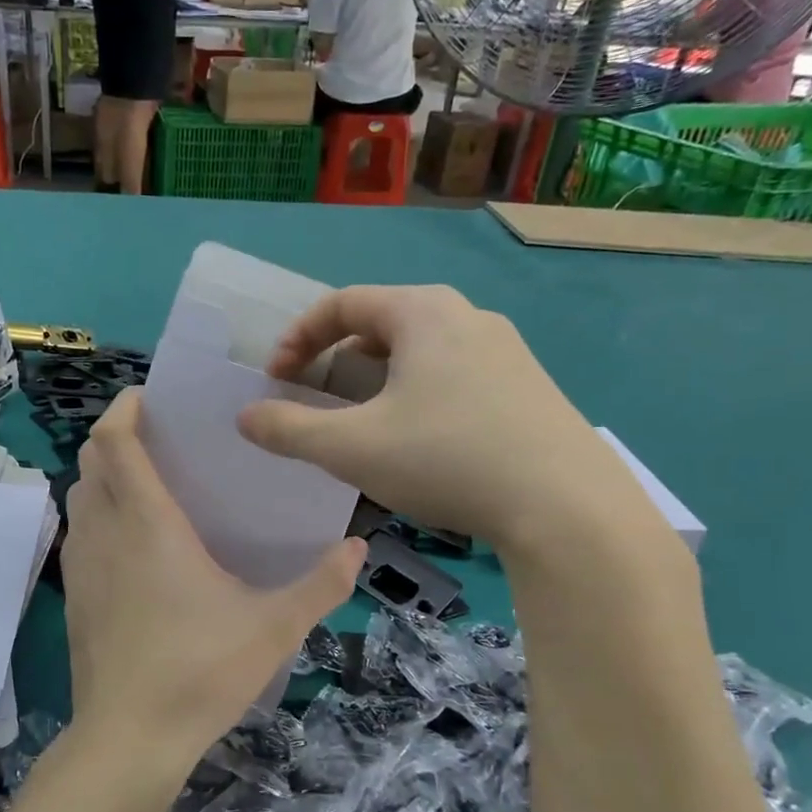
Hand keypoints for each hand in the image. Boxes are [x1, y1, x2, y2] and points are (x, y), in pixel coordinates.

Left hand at [61, 390, 364, 767]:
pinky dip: (97, 514)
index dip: (123, 409)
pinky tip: (132, 541)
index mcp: (149, 524)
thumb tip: (358, 548)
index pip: (115, 442)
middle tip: (159, 438)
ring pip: (80, 496)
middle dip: (116, 436)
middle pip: (90, 460)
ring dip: (103, 475)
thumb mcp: (274, 627)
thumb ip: (321, 585)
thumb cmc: (200, 671)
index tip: (148, 397)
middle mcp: (106, 532)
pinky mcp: (74, 595)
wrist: (129, 739)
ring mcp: (82, 565)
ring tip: (147, 482)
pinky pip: (79, 532)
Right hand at [238, 286, 670, 561]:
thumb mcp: (351, 447)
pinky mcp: (528, 386)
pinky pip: (454, 373)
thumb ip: (288, 429)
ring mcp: (506, 350)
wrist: (567, 508)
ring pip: (420, 350)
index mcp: (423, 313)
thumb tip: (245, 417)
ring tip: (362, 420)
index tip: (275, 378)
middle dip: (336, 357)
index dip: (297, 337)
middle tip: (316, 397)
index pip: (341, 303)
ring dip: (377, 378)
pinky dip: (417, 393)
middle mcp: (467, 317)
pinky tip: (420, 440)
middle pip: (381, 323)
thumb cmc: (447, 459)